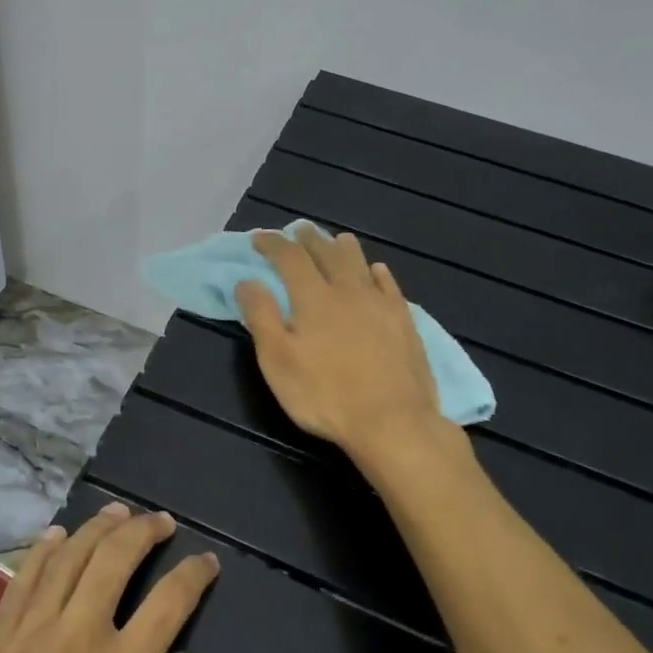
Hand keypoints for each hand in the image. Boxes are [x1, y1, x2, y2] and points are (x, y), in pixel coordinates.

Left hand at [0, 505, 218, 652]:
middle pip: (114, 560)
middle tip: (162, 522)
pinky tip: (55, 537)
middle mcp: (74, 639)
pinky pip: (21, 583)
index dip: (194, 574)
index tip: (208, 561)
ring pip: (67, 559)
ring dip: (96, 529)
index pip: (169, 602)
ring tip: (117, 513)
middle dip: (143, 531)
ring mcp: (26, 639)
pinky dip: (42, 552)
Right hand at [236, 224, 445, 465]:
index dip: (273, 244)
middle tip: (298, 230)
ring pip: (360, 264)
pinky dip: (378, 273)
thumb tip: (247, 281)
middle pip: (327, 254)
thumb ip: (261, 317)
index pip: (289, 258)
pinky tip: (377, 271)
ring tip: (336, 239)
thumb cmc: (325, 395)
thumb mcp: (278, 361)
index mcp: (313, 298)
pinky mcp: (405, 322)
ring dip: (344, 248)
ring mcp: (380, 305)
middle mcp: (348, 291)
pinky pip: (390, 286)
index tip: (259, 238)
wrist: (393, 422)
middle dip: (309, 239)